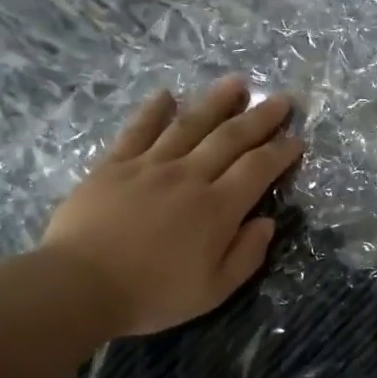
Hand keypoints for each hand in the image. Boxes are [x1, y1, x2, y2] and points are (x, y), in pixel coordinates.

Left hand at [42, 76, 303, 336]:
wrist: (79, 285)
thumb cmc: (152, 295)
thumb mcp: (213, 290)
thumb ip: (246, 255)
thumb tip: (267, 222)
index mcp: (217, 209)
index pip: (258, 169)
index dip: (281, 152)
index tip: (297, 139)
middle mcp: (188, 176)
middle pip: (230, 138)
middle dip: (260, 117)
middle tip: (281, 99)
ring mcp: (149, 166)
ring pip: (189, 124)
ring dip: (216, 102)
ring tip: (236, 83)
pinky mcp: (114, 165)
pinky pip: (139, 130)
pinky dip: (154, 110)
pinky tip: (166, 95)